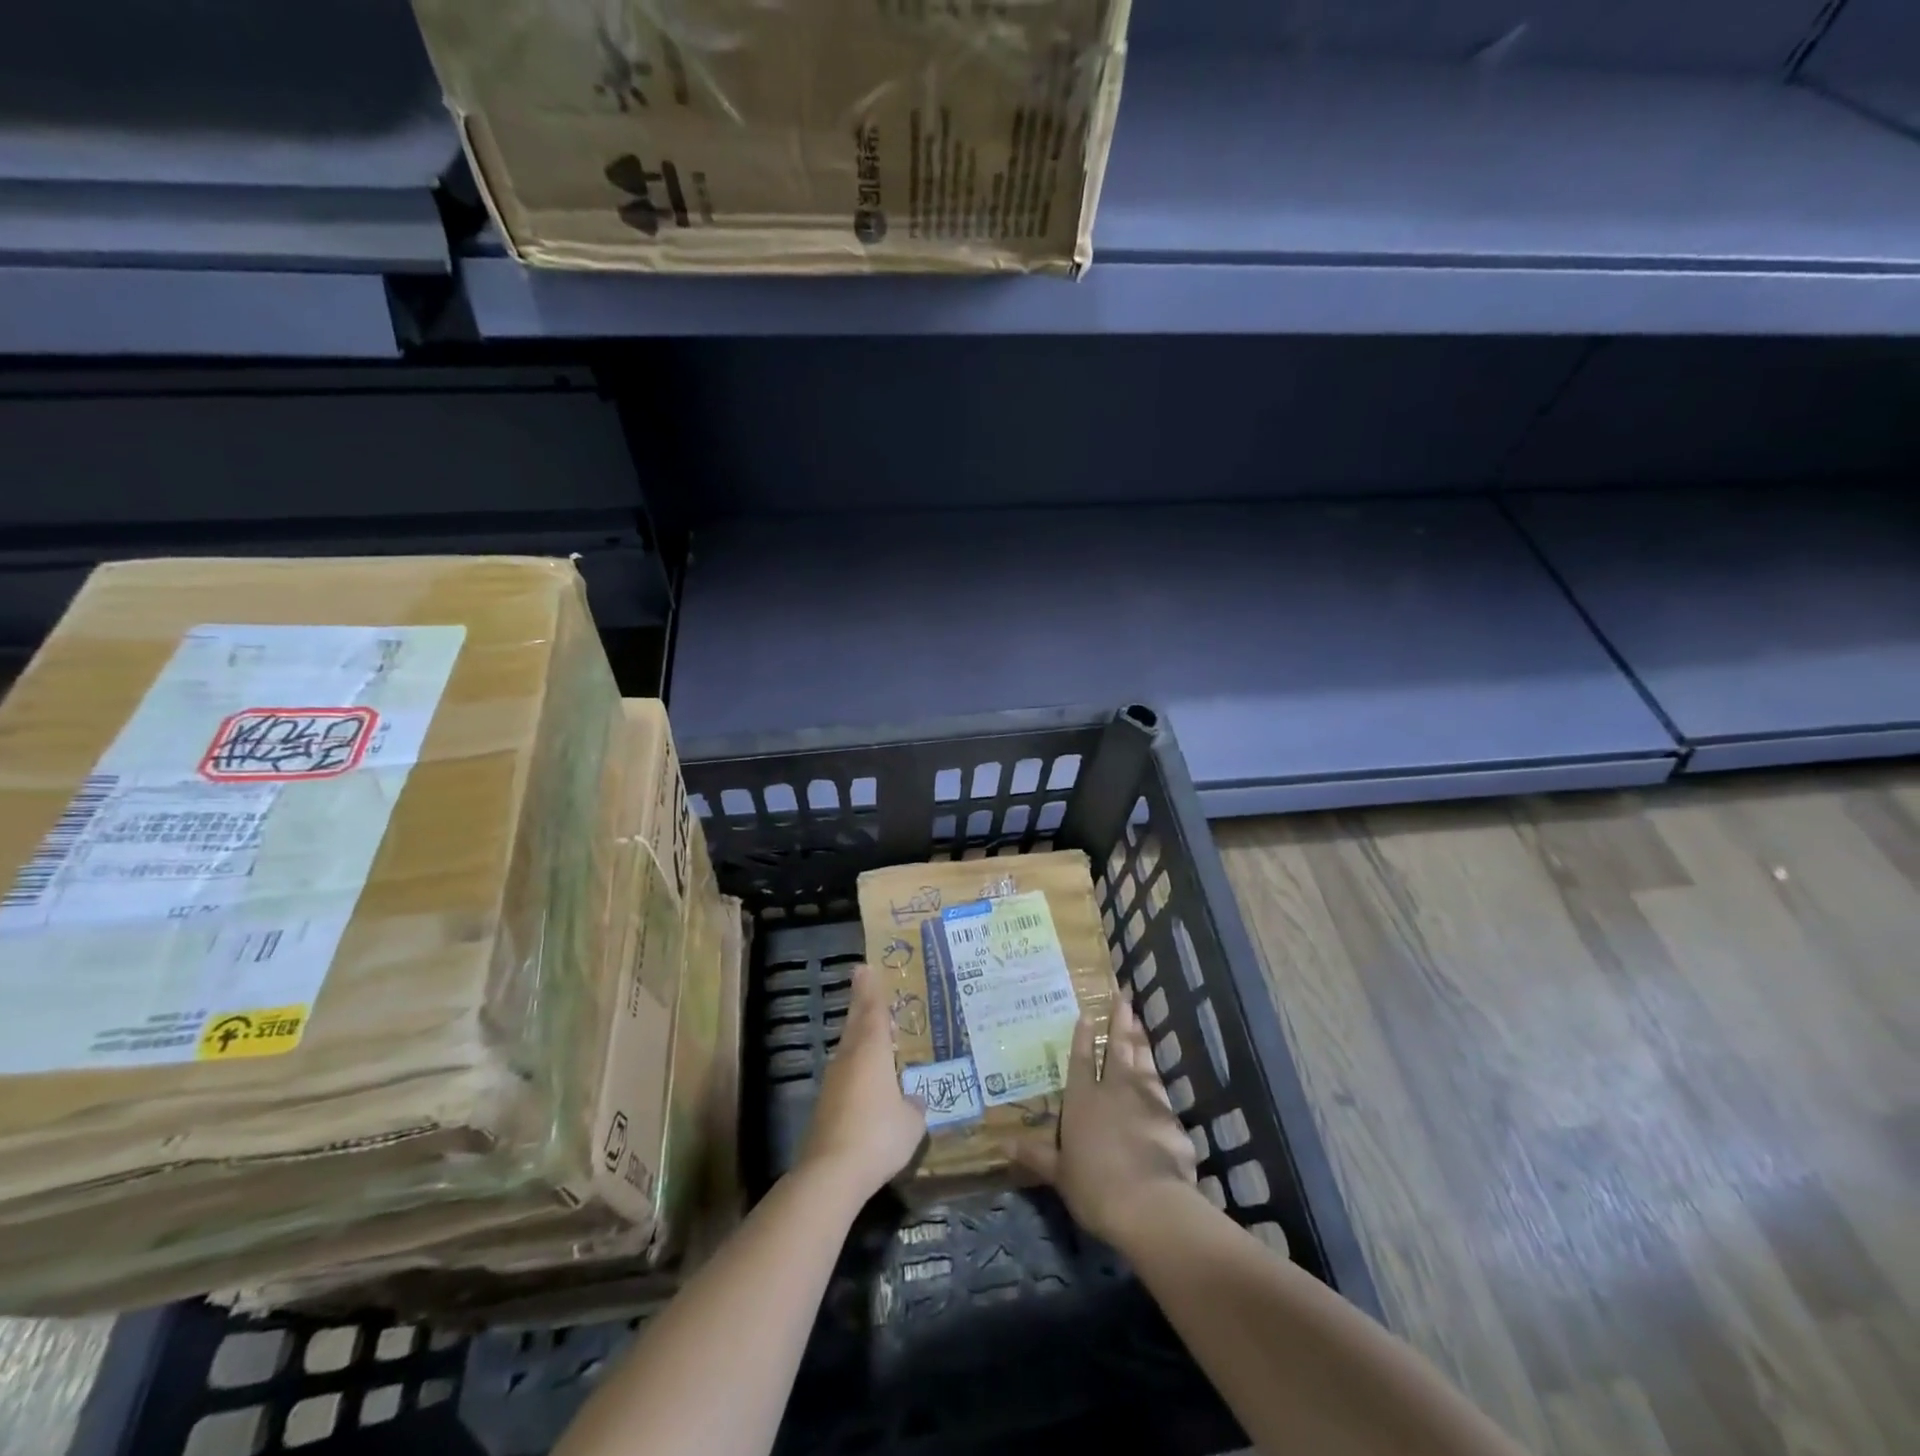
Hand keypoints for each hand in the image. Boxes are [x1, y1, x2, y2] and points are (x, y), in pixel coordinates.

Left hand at [798, 964, 927, 1201]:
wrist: (831, 1173)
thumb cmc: (878, 1135)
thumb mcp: (910, 1123)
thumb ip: (913, 1106)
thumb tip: (912, 1100)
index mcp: (872, 1051)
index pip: (873, 1011)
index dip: (871, 990)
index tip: (864, 967)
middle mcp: (849, 1058)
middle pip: (855, 1024)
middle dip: (860, 1003)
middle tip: (863, 984)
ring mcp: (833, 1082)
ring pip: (847, 1048)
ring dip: (858, 1035)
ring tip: (872, 1030)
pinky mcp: (825, 1106)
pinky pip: (845, 1073)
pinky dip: (855, 1064)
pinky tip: (865, 1077)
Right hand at [1009, 993, 1197, 1247]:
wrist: (1148, 1204)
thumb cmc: (1093, 1186)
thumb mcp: (1058, 1173)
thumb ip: (1035, 1155)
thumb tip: (1002, 1145)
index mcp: (1082, 1099)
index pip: (1081, 1059)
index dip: (1083, 1036)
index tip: (1087, 1013)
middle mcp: (1114, 1090)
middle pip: (1117, 1048)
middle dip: (1119, 1022)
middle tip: (1123, 997)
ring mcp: (1145, 1100)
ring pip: (1142, 1062)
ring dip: (1140, 1041)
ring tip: (1139, 1021)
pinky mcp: (1170, 1118)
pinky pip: (1162, 1091)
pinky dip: (1158, 1079)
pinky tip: (1158, 1076)